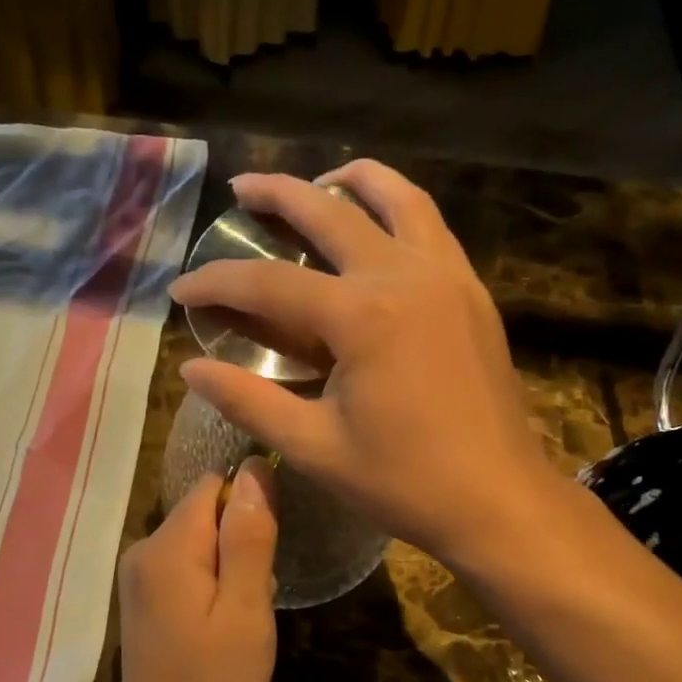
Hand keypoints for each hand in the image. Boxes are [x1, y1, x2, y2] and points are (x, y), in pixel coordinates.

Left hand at [110, 459, 277, 681]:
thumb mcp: (246, 609)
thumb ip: (249, 536)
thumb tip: (254, 468)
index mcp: (167, 546)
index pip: (213, 486)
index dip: (249, 507)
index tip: (267, 553)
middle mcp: (143, 549)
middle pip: (205, 512)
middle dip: (240, 541)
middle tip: (256, 596)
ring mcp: (138, 576)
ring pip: (199, 541)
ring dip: (230, 566)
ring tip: (242, 616)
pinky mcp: (142, 598)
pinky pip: (186, 566)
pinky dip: (211, 583)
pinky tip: (221, 625)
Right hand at [168, 161, 554, 568]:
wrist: (499, 500)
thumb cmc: (405, 482)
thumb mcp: (315, 448)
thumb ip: (248, 401)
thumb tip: (190, 370)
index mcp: (362, 317)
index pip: (269, 284)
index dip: (218, 282)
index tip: (182, 288)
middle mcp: (406, 276)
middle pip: (330, 212)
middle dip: (277, 195)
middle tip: (241, 188)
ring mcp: (448, 277)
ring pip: (398, 198)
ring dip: (350, 181)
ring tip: (318, 184)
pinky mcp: (472, 292)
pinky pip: (431, 226)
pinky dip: (397, 209)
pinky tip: (378, 228)